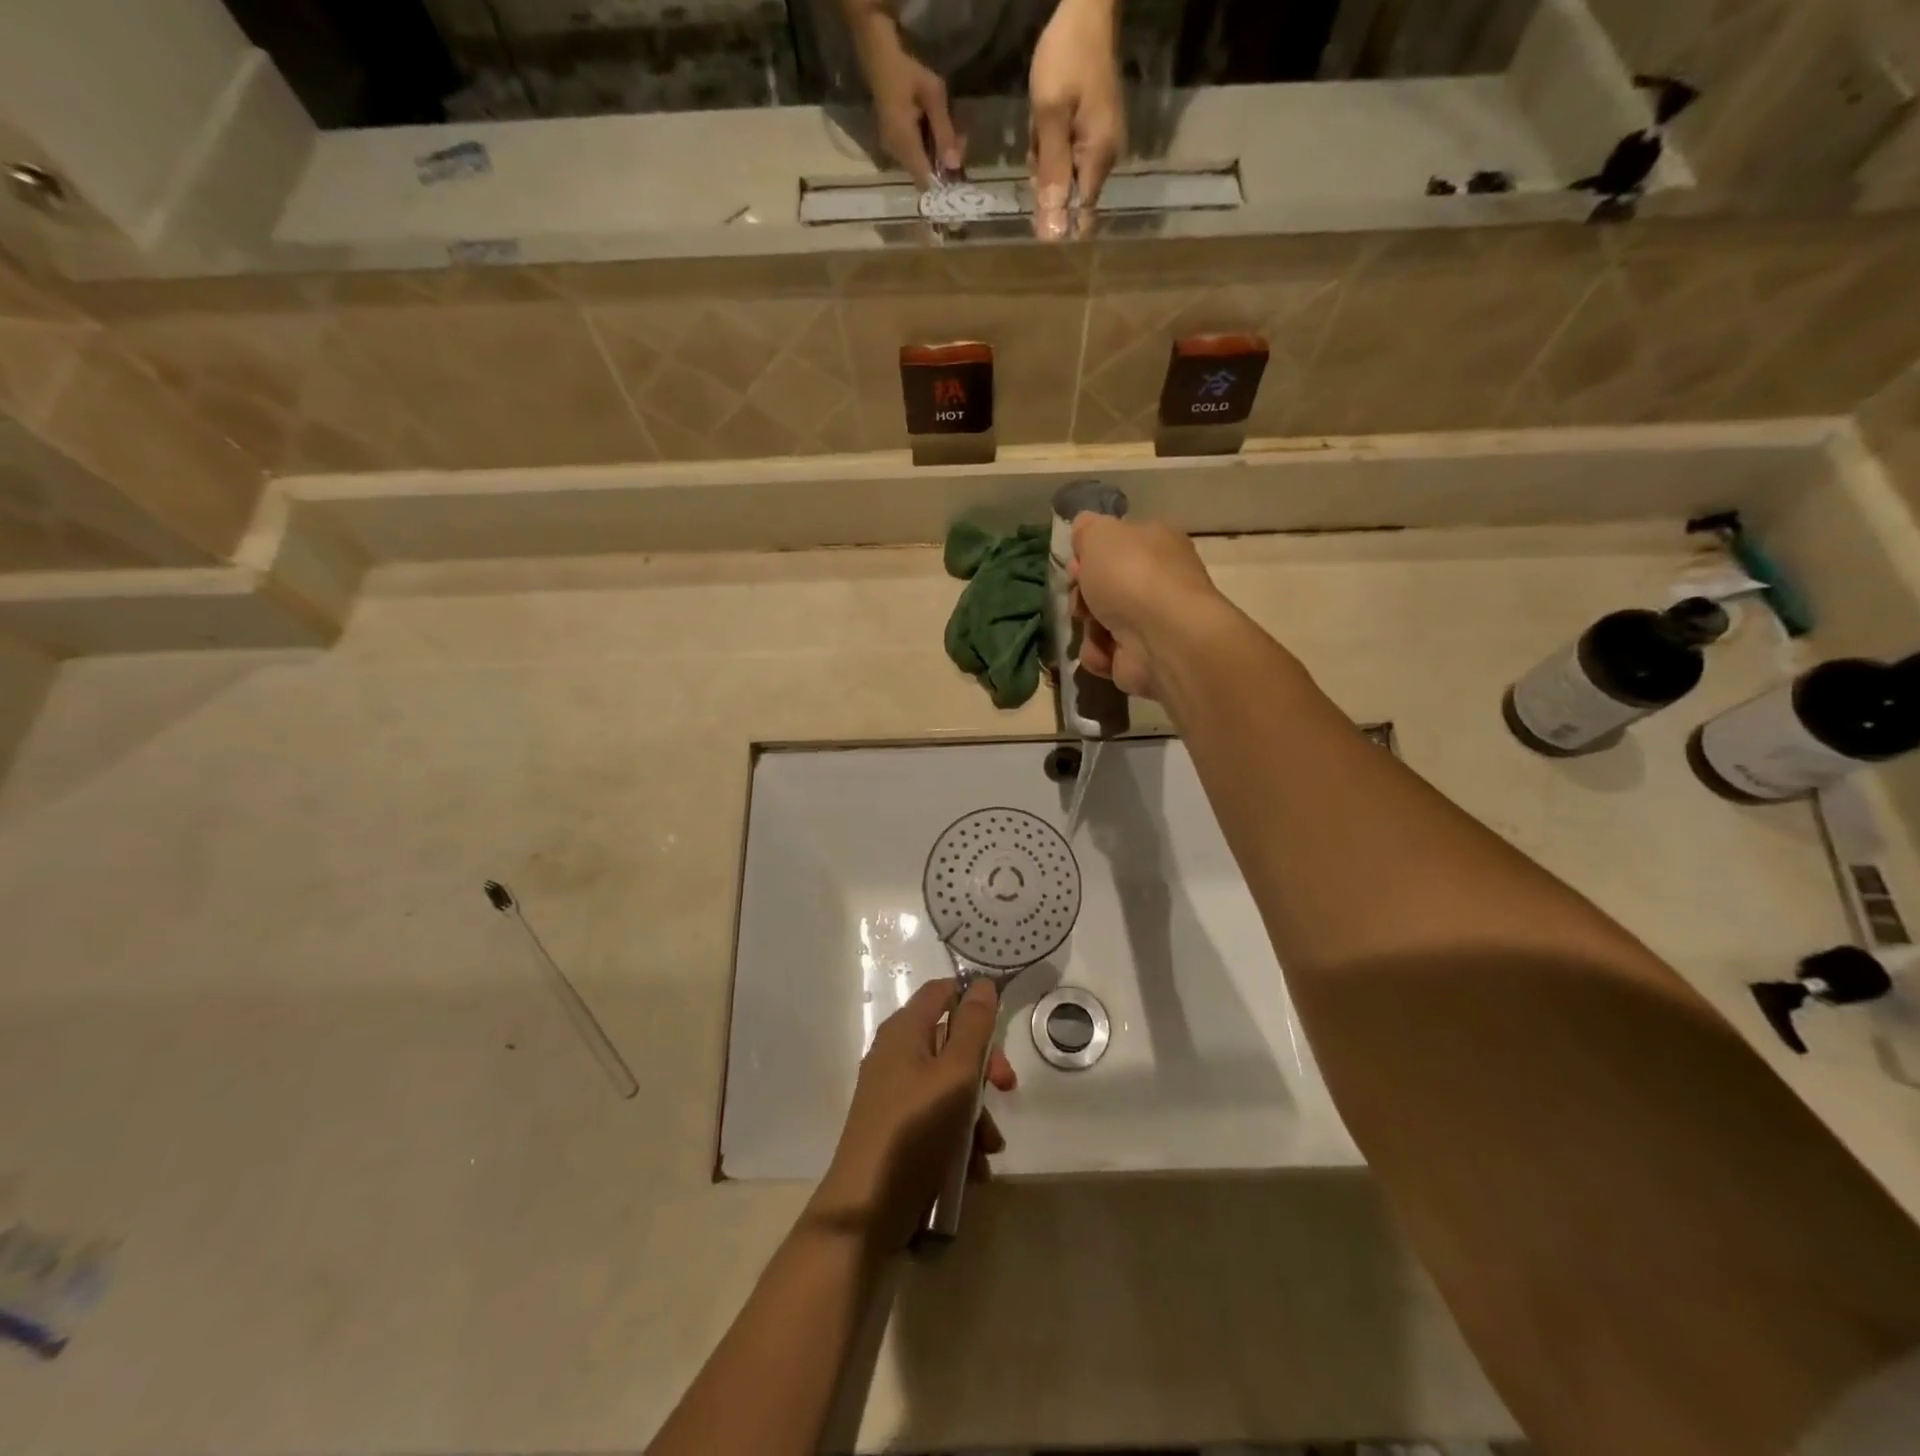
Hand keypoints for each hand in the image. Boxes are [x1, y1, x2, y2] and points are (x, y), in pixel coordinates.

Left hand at [810, 978, 1016, 1248]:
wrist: (866, 1210)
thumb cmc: (915, 1130)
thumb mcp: (955, 1074)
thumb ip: (973, 1027)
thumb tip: (982, 983)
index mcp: (904, 1031)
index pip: (942, 991)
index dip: (973, 999)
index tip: (1003, 1023)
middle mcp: (897, 1054)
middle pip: (952, 1041)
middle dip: (983, 1067)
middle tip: (1005, 1089)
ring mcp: (895, 1093)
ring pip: (950, 1085)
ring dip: (977, 1113)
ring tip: (988, 1148)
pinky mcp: (898, 1128)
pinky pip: (938, 1117)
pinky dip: (959, 1136)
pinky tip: (973, 1169)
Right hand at [850, 12, 962, 188]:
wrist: (879, 56)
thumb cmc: (907, 71)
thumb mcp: (933, 95)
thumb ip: (944, 132)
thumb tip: (954, 166)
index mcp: (904, 143)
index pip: (925, 181)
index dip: (942, 183)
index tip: (958, 171)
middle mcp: (896, 154)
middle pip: (924, 175)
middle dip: (944, 164)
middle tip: (960, 139)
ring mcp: (892, 150)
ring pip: (920, 166)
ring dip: (938, 155)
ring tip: (952, 131)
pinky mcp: (893, 144)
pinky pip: (914, 156)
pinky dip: (928, 148)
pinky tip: (936, 130)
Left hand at [1028, 0, 1124, 238]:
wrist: (1086, 9)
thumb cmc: (1066, 59)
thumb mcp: (1049, 117)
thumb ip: (1051, 174)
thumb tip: (1053, 232)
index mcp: (1099, 159)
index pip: (1080, 215)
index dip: (1056, 220)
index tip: (1034, 213)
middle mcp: (1106, 159)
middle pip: (1071, 197)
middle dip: (1047, 183)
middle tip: (1037, 142)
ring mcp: (1101, 145)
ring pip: (1065, 176)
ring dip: (1045, 162)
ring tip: (1039, 128)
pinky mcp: (1093, 133)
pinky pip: (1067, 156)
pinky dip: (1050, 147)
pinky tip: (1044, 124)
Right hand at [1070, 513, 1224, 699]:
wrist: (1161, 637)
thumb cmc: (1131, 576)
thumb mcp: (1099, 535)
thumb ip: (1087, 529)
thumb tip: (1084, 529)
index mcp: (1156, 544)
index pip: (1116, 545)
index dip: (1089, 555)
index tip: (1076, 566)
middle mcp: (1158, 581)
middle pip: (1104, 587)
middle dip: (1083, 595)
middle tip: (1080, 601)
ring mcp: (1152, 622)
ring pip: (1100, 622)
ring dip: (1088, 627)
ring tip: (1094, 629)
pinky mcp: (1143, 658)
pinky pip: (1106, 653)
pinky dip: (1100, 653)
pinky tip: (1105, 651)